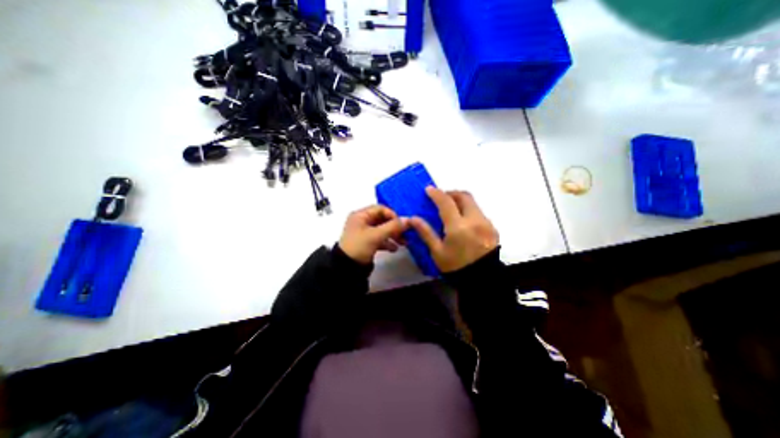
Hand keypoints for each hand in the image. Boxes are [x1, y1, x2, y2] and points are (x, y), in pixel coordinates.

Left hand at [337, 206, 408, 262]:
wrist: (347, 267)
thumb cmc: (359, 246)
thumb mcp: (376, 235)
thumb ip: (393, 227)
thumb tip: (409, 219)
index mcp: (361, 215)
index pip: (380, 209)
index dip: (392, 215)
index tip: (401, 224)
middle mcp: (362, 221)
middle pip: (382, 219)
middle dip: (394, 227)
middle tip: (404, 234)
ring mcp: (364, 232)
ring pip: (382, 229)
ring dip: (393, 235)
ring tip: (403, 243)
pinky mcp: (366, 242)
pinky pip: (379, 238)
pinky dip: (387, 242)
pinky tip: (394, 249)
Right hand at [408, 186, 498, 271]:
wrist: (483, 280)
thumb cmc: (456, 267)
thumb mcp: (437, 252)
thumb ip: (426, 232)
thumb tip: (413, 218)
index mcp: (458, 226)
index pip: (446, 202)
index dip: (436, 193)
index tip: (429, 189)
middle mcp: (475, 220)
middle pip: (464, 196)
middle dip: (451, 193)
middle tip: (441, 198)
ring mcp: (486, 223)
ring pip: (473, 203)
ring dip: (460, 201)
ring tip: (451, 209)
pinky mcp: (492, 228)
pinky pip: (478, 212)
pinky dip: (468, 210)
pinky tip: (462, 222)